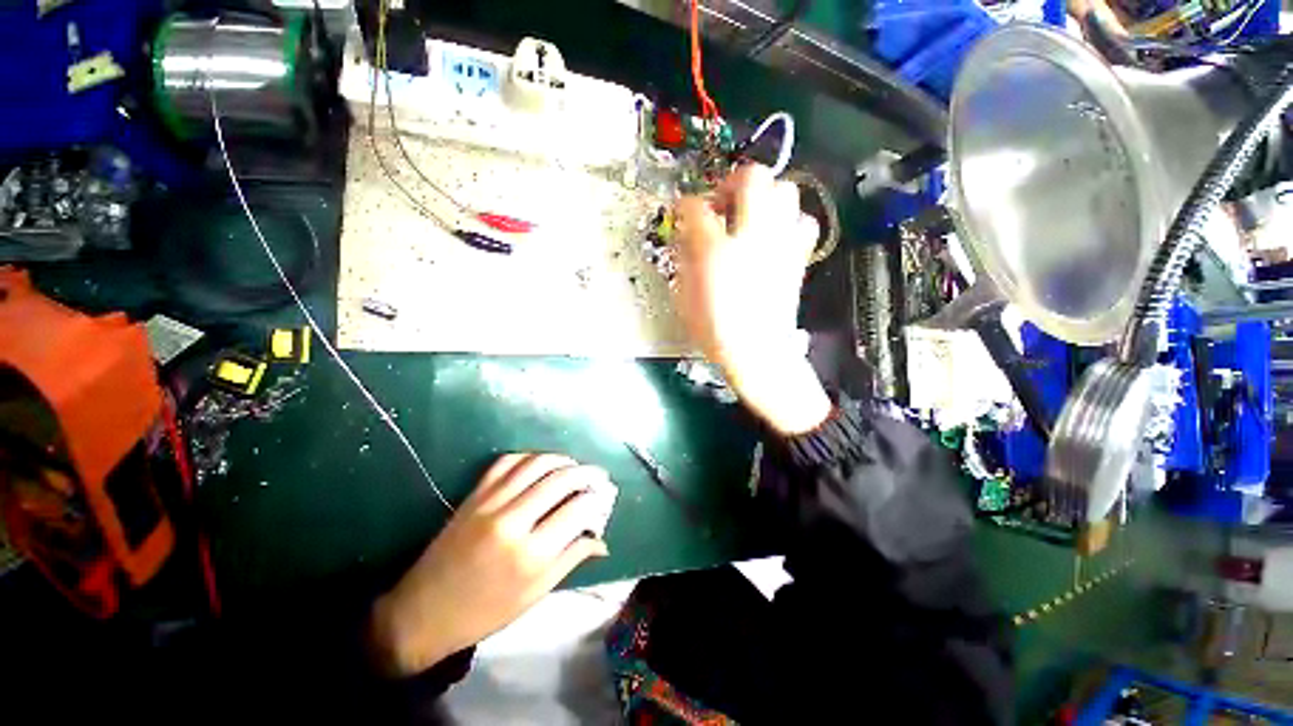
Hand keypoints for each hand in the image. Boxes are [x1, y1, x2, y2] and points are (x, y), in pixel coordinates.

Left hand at [369, 454, 614, 675]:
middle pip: (560, 479)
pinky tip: (541, 464)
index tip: (604, 498)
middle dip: (586, 473)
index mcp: (531, 554)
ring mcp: (489, 503)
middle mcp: (512, 520)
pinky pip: (507, 462)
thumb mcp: (535, 594)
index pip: (577, 509)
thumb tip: (601, 539)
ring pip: (536, 464)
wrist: (422, 613)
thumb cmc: (485, 612)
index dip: (596, 500)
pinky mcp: (473, 495)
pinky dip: (529, 457)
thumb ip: (571, 559)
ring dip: (561, 459)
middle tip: (597, 476)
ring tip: (574, 465)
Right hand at [672, 164, 831, 433]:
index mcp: (714, 250)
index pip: (696, 207)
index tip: (684, 210)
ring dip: (766, 195)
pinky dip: (789, 220)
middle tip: (724, 202)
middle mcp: (750, 236)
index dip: (686, 204)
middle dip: (734, 182)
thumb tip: (689, 235)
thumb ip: (686, 257)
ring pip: (785, 190)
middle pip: (751, 178)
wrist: (757, 352)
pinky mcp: (798, 256)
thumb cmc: (714, 329)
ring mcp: (780, 243)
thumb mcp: (685, 294)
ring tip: (752, 215)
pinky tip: (775, 235)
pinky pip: (803, 221)